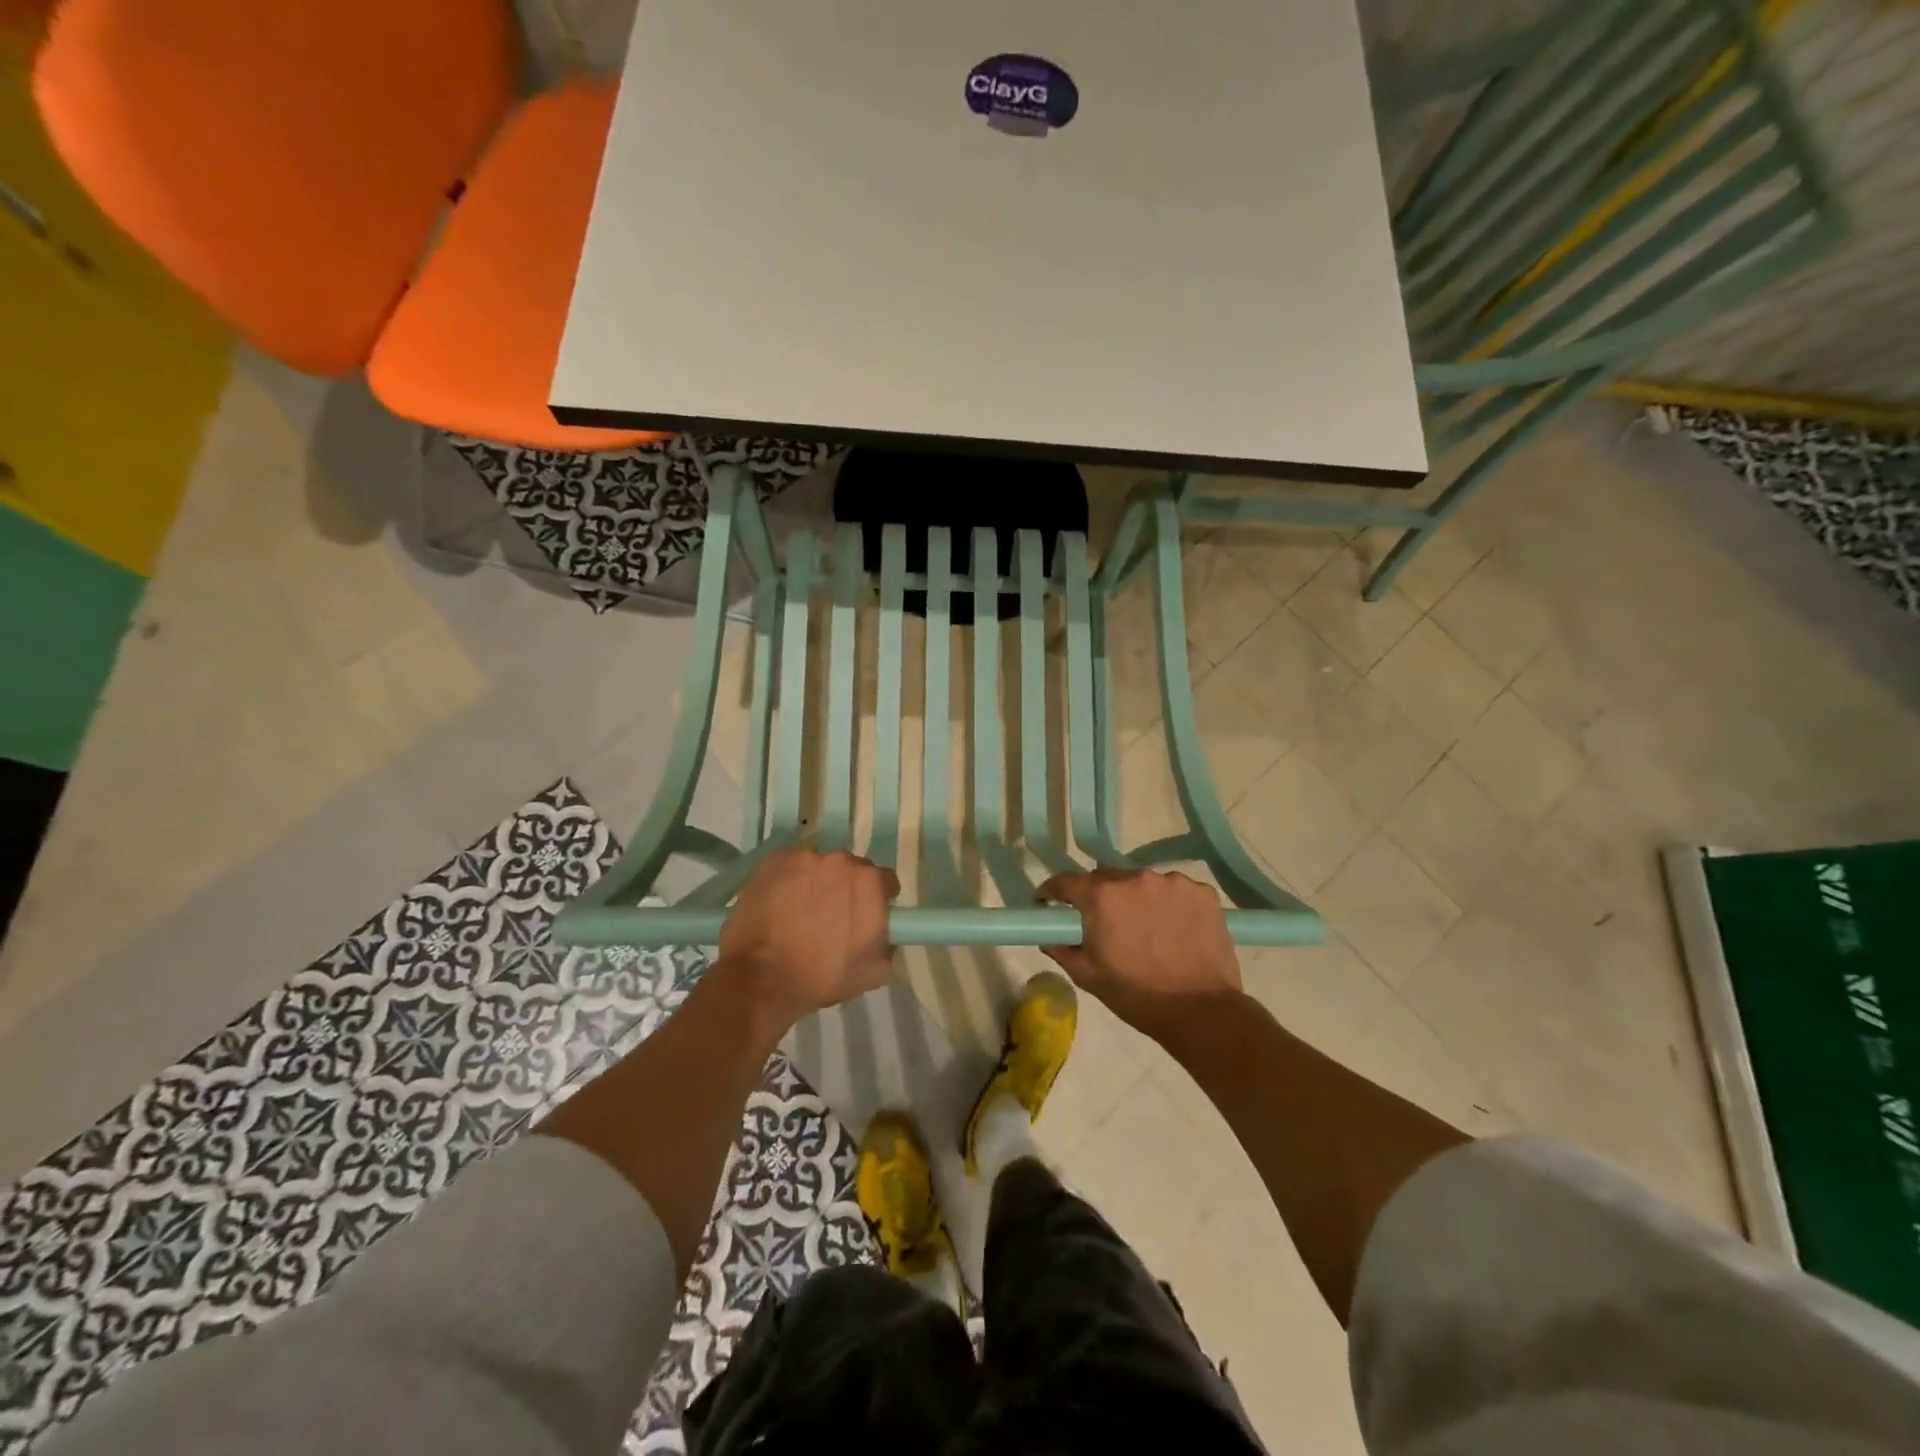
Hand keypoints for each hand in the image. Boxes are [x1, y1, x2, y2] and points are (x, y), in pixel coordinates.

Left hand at [718, 846, 900, 1029]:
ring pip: (818, 865)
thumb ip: (888, 944)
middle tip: (830, 914)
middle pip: (850, 868)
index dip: (877, 898)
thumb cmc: (821, 977)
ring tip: (799, 909)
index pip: (884, 880)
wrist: (761, 978)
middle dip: (845, 887)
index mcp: (869, 883)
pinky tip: (778, 902)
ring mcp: (804, 857)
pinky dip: (788, 879)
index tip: (865, 914)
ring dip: (815, 881)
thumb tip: (885, 933)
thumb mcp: (873, 972)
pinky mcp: (773, 860)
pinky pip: (789, 865)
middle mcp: (841, 861)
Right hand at [1036, 869, 1242, 1042]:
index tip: (1048, 904)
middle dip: (1098, 896)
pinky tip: (1174, 929)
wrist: (1202, 1011)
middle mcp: (1136, 878)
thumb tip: (1048, 935)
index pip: (1065, 881)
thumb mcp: (1088, 976)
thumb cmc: (1137, 995)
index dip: (1052, 892)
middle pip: (1106, 878)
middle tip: (1103, 923)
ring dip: (1137, 899)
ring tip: (1146, 929)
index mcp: (1102, 896)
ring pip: (1142, 883)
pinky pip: (1175, 891)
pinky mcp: (1202, 892)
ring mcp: (1173, 882)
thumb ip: (1061, 948)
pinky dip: (1169, 904)